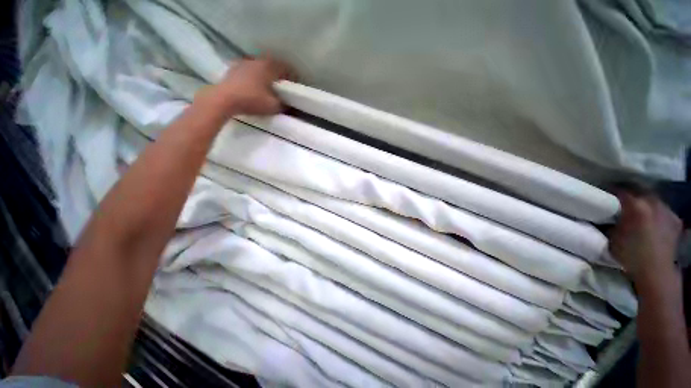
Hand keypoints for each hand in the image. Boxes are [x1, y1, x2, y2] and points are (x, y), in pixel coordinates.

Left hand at [197, 57, 293, 116]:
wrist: (224, 99)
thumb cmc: (252, 100)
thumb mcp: (274, 106)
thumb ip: (284, 104)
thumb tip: (289, 105)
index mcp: (269, 66)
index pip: (286, 67)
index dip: (293, 76)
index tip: (295, 86)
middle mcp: (257, 60)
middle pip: (273, 65)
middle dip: (279, 75)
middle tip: (283, 87)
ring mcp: (244, 62)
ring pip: (260, 67)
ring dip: (266, 75)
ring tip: (269, 87)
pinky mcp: (233, 68)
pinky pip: (249, 70)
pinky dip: (255, 76)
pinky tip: (254, 86)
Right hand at [609, 192, 681, 283]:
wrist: (656, 271)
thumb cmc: (630, 254)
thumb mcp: (612, 237)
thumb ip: (611, 221)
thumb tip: (608, 215)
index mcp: (636, 206)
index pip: (620, 190)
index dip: (611, 191)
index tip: (604, 194)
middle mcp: (653, 203)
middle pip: (640, 191)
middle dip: (631, 194)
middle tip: (621, 200)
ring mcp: (667, 211)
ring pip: (653, 199)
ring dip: (645, 202)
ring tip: (638, 210)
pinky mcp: (675, 220)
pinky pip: (664, 210)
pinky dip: (657, 212)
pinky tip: (653, 220)